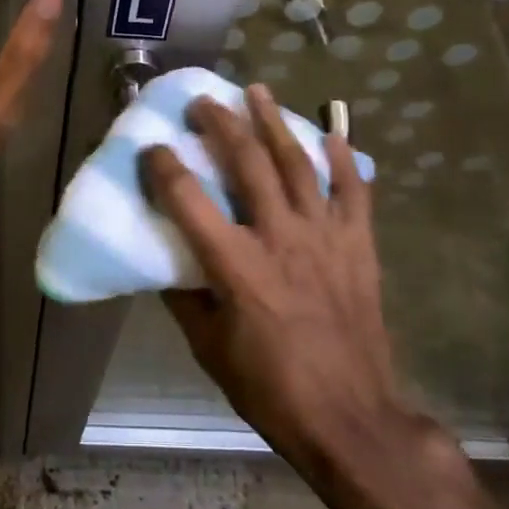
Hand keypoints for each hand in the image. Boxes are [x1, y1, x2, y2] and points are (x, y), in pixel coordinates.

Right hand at [141, 84, 442, 477]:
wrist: (350, 417)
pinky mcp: (358, 245)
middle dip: (220, 124)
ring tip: (256, 91)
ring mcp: (324, 236)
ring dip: (274, 122)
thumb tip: (167, 262)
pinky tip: (331, 133)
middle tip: (203, 101)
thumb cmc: (270, 388)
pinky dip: (343, 159)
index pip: (187, 199)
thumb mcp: (209, 349)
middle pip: (247, 163)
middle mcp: (279, 237)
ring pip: (298, 163)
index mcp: (235, 266)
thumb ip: (185, 298)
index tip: (150, 148)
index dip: (162, 167)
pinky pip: (353, 190)